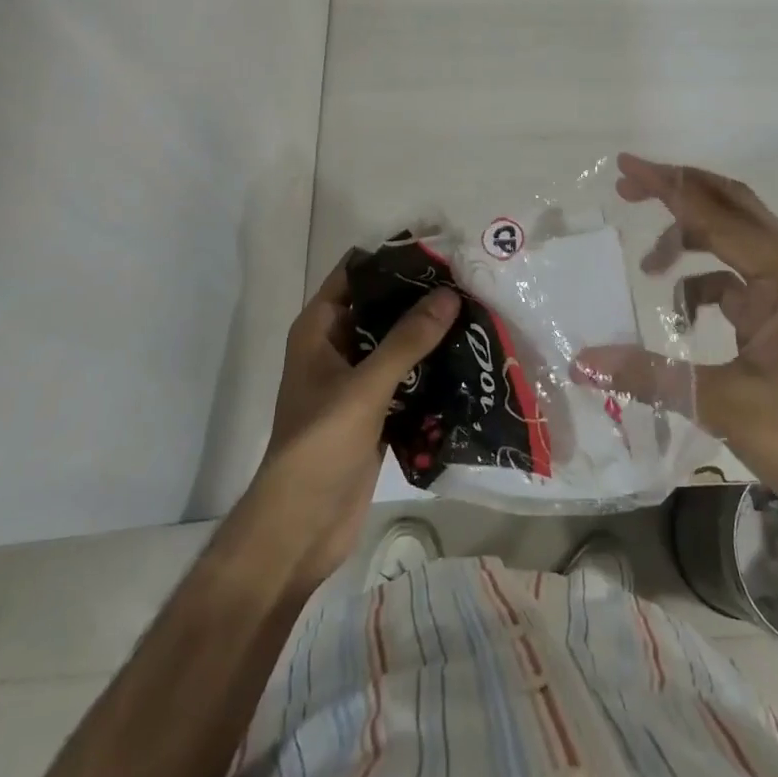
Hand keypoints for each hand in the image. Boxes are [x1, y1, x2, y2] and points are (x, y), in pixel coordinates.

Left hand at [239, 261, 458, 590]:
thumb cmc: (320, 444)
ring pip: (396, 345)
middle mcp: (336, 348)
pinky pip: (406, 379)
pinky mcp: (374, 413)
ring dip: (429, 335)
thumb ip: (407, 340)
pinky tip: (467, 362)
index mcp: (319, 330)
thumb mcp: (365, 386)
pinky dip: (430, 370)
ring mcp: (355, 382)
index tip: (437, 249)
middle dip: (420, 297)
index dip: (392, 258)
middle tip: (468, 281)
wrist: (301, 527)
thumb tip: (449, 294)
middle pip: (380, 308)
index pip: (355, 274)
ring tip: (476, 314)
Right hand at [576, 154, 777, 522]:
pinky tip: (680, 315)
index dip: (668, 187)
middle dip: (682, 193)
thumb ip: (651, 374)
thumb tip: (582, 360)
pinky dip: (704, 286)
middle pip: (734, 209)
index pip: (718, 215)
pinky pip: (738, 284)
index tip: (625, 166)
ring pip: (736, 244)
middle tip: (629, 189)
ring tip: (647, 268)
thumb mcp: (724, 404)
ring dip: (690, 244)